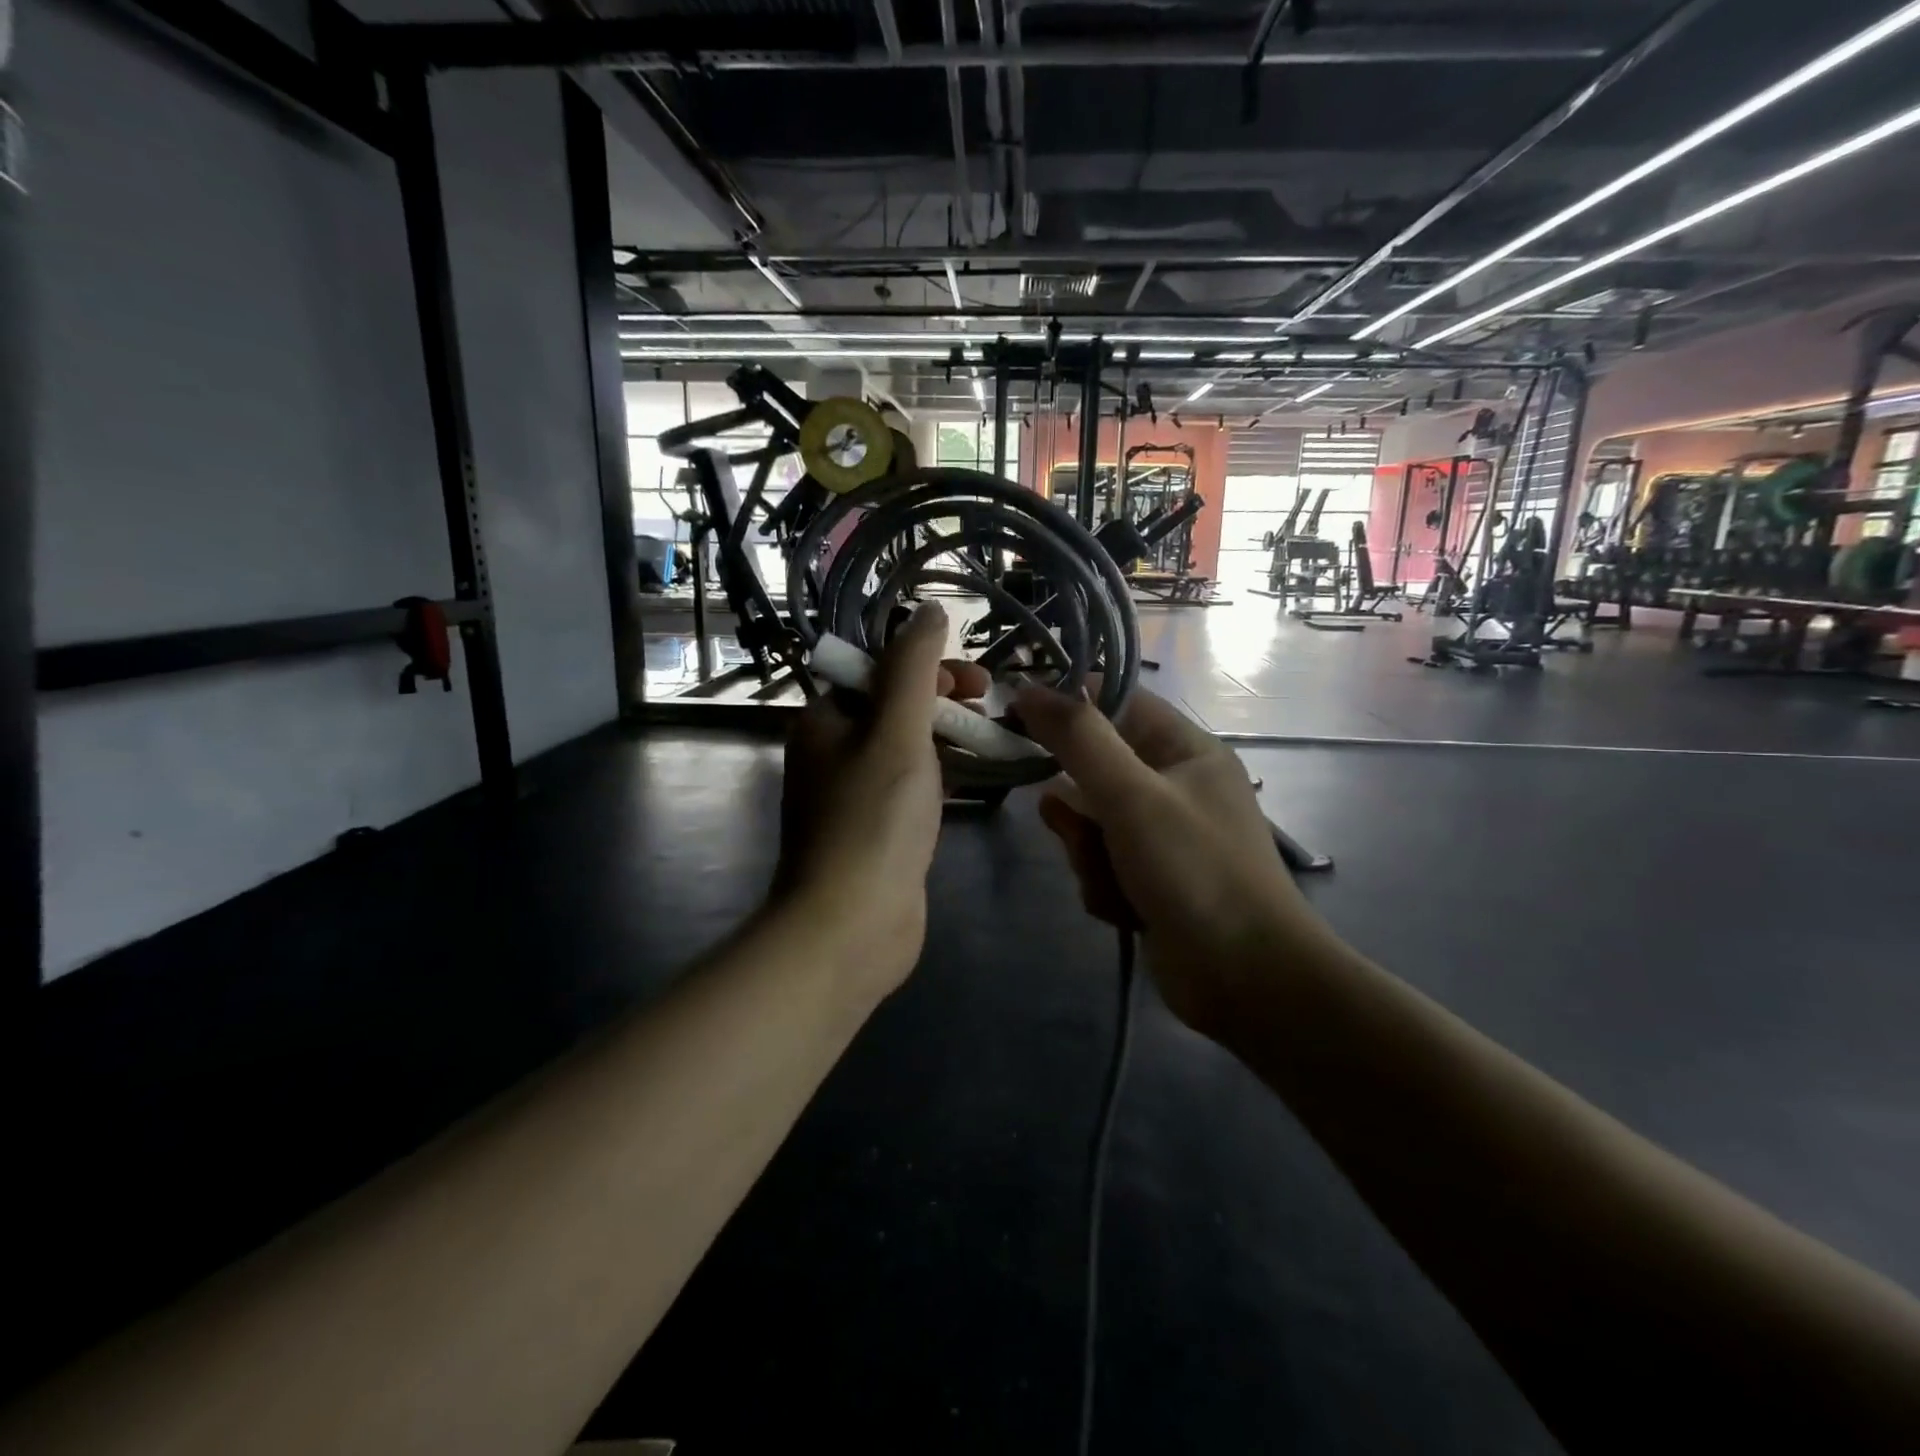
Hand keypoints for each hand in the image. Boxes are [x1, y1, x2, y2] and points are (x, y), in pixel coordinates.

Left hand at [774, 603, 989, 997]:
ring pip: (905, 747)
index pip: (877, 670)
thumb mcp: (897, 730)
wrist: (850, 926)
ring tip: (989, 740)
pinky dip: (941, 775)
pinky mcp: (875, 830)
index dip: (926, 666)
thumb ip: (914, 667)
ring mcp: (853, 795)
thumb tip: (929, 610)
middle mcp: (831, 753)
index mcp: (824, 721)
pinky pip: (911, 786)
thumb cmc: (873, 819)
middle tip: (987, 707)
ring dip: (946, 736)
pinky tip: (973, 781)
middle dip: (942, 700)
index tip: (972, 683)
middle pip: (893, 706)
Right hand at [1015, 685, 1331, 1039]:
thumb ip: (1079, 740)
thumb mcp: (1132, 796)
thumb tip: (1028, 689)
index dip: (1067, 703)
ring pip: (1090, 822)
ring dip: (1088, 852)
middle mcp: (1174, 785)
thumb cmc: (1194, 871)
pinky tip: (1123, 909)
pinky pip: (1101, 862)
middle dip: (1078, 806)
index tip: (1017, 715)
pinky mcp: (1150, 879)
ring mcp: (1162, 836)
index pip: (1116, 700)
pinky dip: (1103, 884)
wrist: (1245, 980)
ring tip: (1109, 877)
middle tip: (1075, 827)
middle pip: (1094, 768)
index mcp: (1185, 749)